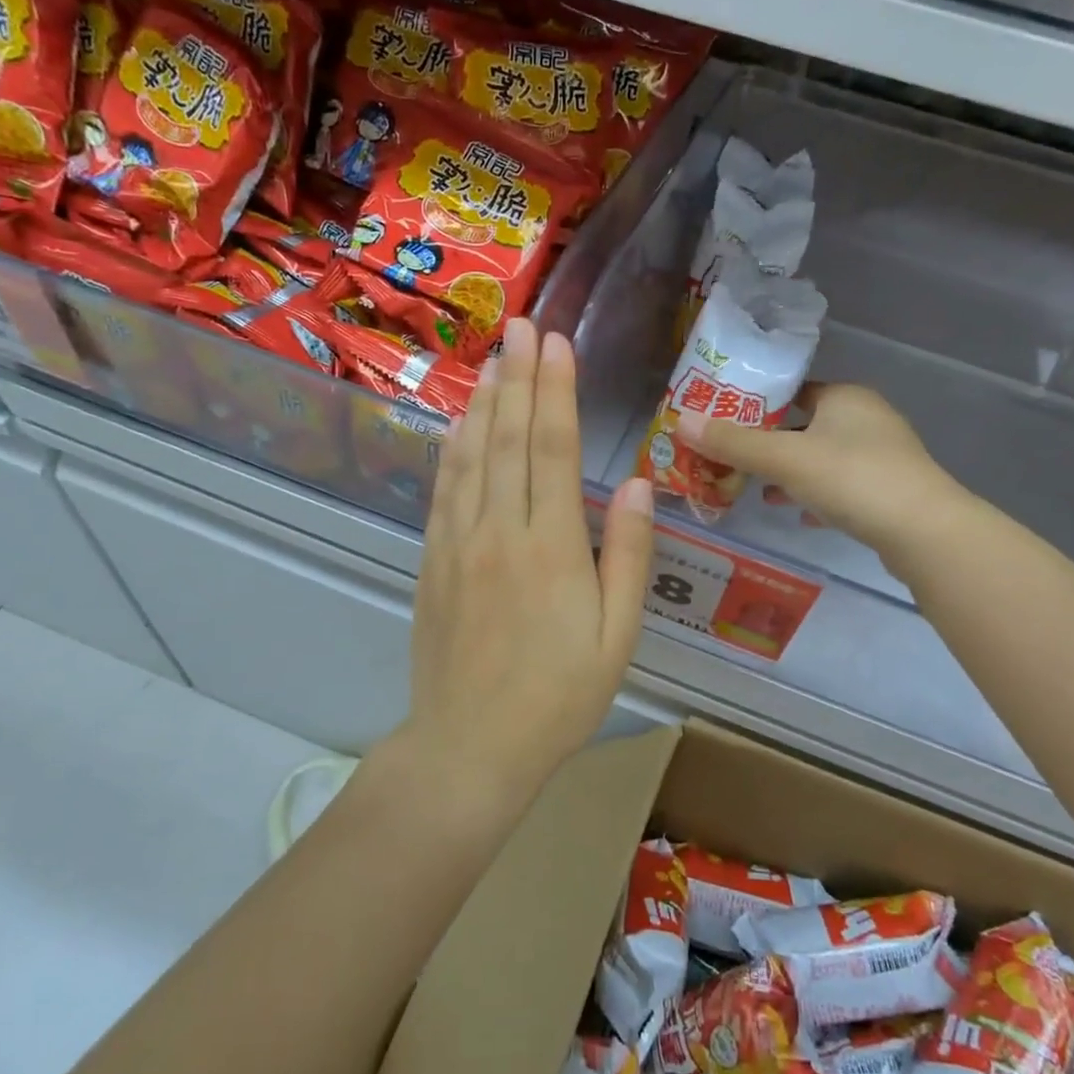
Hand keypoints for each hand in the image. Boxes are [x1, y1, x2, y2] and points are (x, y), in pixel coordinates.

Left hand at [400, 317, 654, 795]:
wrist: (470, 746)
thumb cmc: (559, 697)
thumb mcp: (617, 636)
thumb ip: (629, 557)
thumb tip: (639, 485)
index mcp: (552, 546)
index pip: (554, 448)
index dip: (556, 390)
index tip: (557, 343)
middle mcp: (500, 530)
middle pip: (511, 438)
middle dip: (520, 377)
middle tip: (523, 327)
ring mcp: (459, 543)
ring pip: (471, 455)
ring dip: (484, 403)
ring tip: (493, 360)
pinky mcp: (434, 561)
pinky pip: (444, 490)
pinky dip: (453, 449)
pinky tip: (459, 424)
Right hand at [677, 383, 966, 565]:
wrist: (923, 532)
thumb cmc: (851, 478)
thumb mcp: (785, 459)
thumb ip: (734, 443)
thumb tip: (680, 422)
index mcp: (845, 397)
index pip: (794, 390)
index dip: (758, 405)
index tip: (726, 424)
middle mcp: (867, 419)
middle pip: (805, 427)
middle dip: (770, 446)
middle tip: (734, 462)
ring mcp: (883, 456)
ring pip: (823, 459)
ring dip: (792, 474)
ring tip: (759, 492)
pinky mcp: (889, 491)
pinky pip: (842, 487)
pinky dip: (817, 497)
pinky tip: (799, 515)